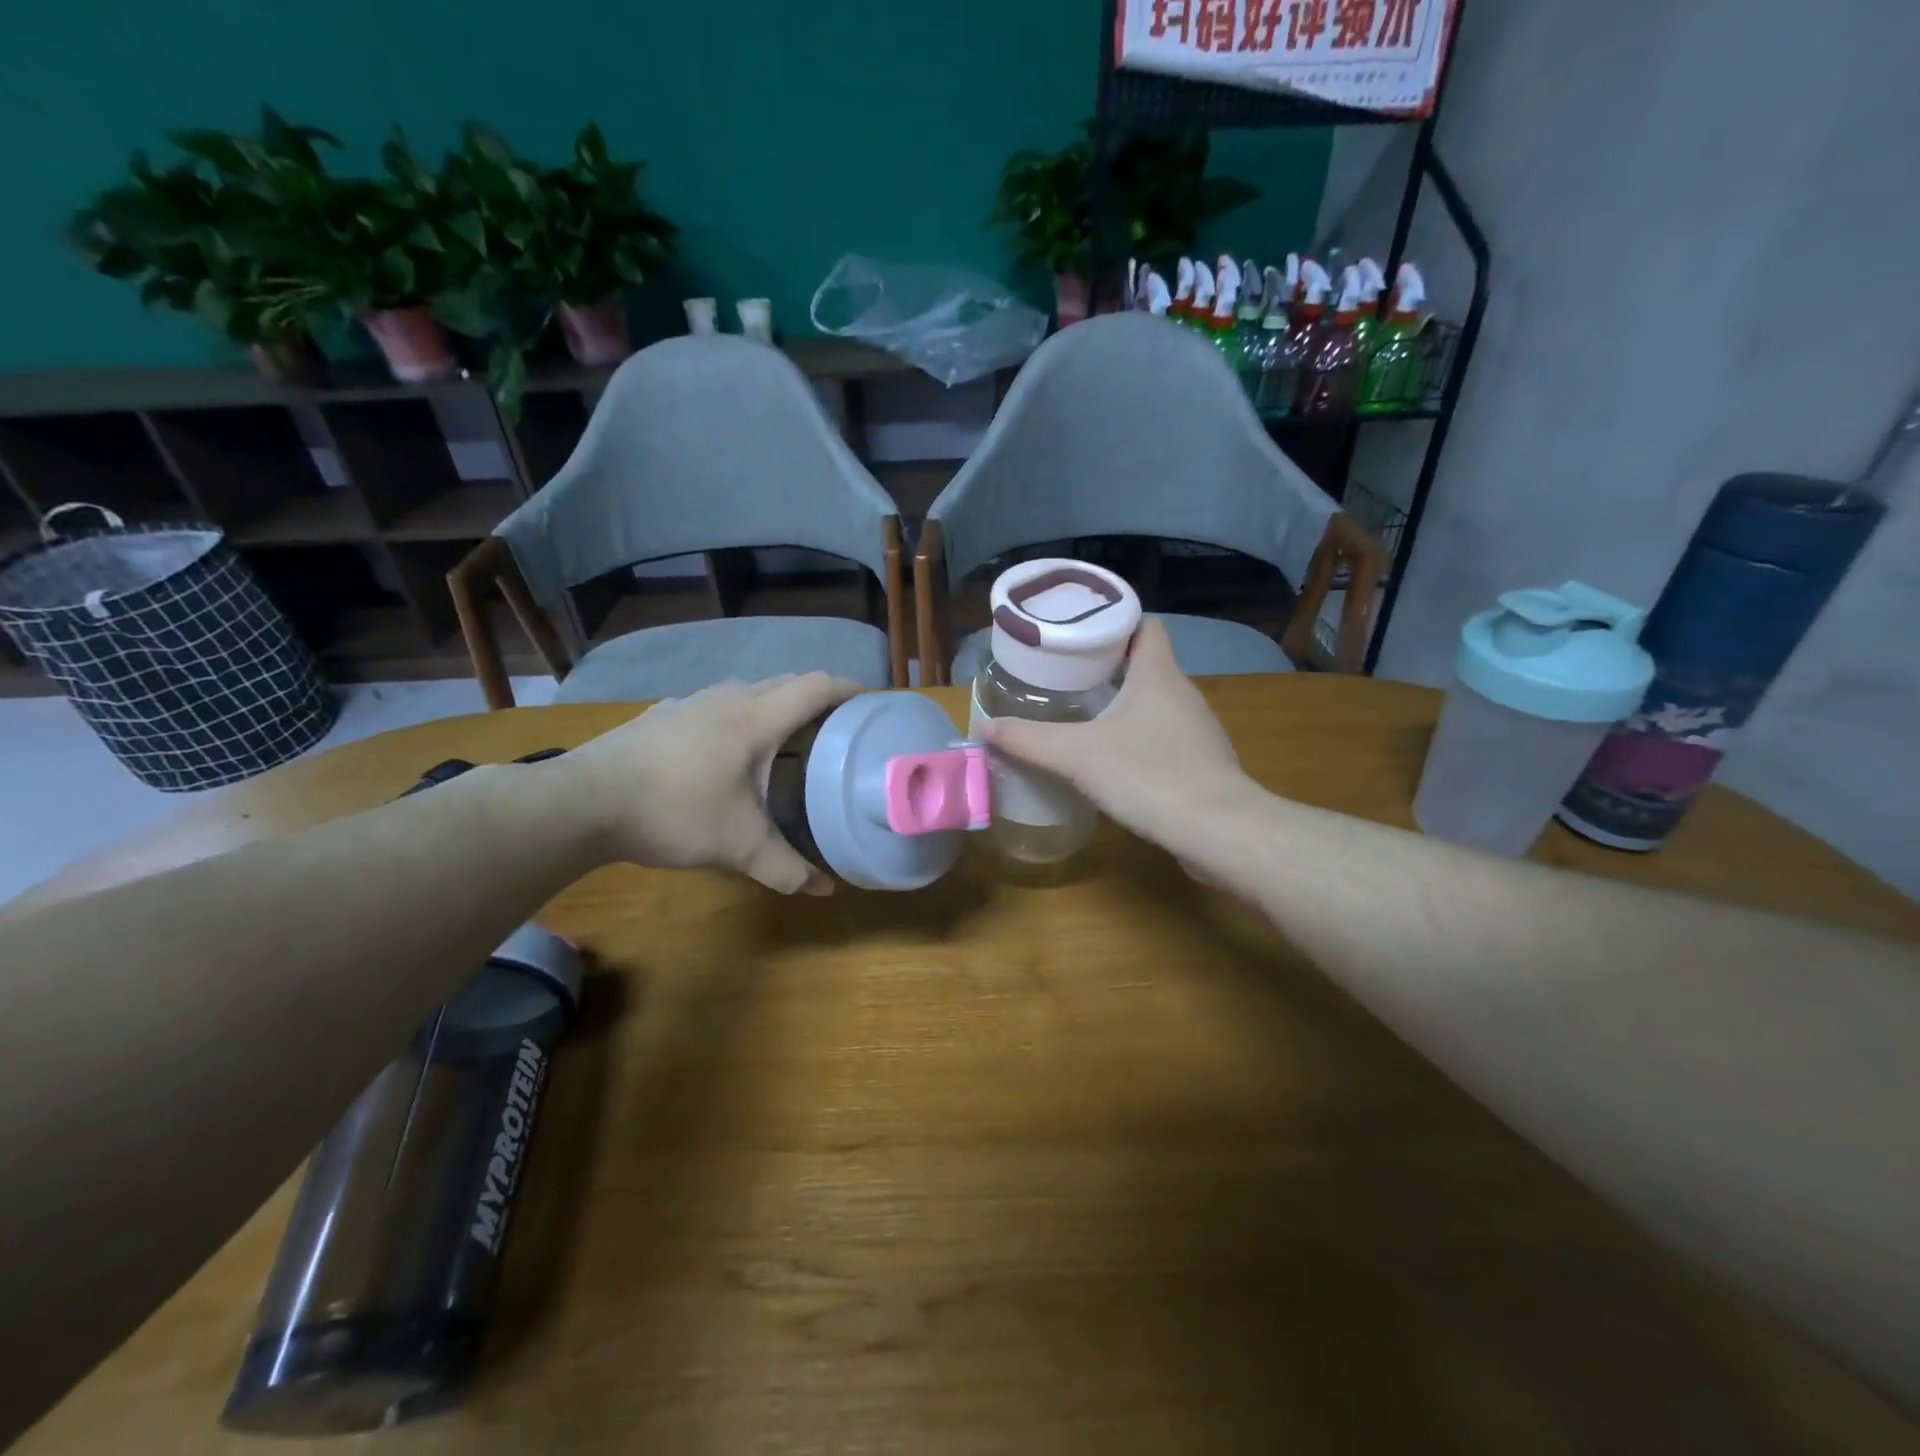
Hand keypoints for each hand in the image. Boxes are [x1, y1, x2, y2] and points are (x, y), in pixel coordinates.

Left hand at [556, 673, 860, 893]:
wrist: (583, 802)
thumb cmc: (674, 812)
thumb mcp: (738, 846)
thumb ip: (786, 868)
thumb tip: (826, 890)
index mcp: (757, 718)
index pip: (816, 686)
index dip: (849, 689)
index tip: (870, 705)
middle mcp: (728, 698)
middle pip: (787, 682)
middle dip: (818, 698)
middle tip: (836, 729)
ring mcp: (691, 702)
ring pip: (749, 690)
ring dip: (776, 704)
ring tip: (787, 739)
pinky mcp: (663, 714)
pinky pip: (718, 703)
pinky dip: (740, 715)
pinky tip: (728, 750)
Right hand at [978, 618, 1251, 856]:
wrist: (1218, 832)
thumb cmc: (1149, 775)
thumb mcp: (1077, 754)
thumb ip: (1028, 740)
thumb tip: (983, 728)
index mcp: (1158, 675)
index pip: (1145, 626)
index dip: (1113, 623)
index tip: (1076, 635)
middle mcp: (1183, 694)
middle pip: (1145, 664)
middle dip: (1106, 667)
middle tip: (1063, 676)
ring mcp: (1196, 731)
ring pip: (1154, 703)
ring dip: (1122, 705)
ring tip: (1081, 715)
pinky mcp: (1200, 764)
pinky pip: (1163, 737)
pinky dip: (1137, 739)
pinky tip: (1113, 761)